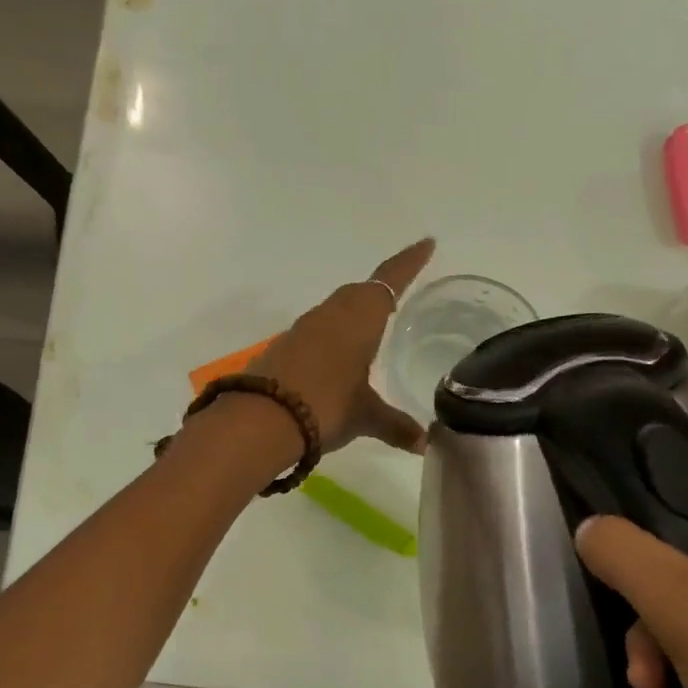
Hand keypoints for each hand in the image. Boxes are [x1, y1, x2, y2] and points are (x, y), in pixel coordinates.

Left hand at [246, 238, 433, 453]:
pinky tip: (336, 359)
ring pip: (335, 310)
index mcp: (360, 318)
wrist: (260, 419)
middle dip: (380, 290)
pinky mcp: (283, 347)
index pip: (390, 281)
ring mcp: (303, 329)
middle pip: (359, 293)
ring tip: (370, 330)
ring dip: (353, 313)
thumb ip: (395, 426)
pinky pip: (316, 331)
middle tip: (399, 295)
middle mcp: (331, 314)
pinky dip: (332, 337)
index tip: (426, 244)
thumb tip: (424, 444)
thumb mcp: (365, 417)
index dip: (409, 263)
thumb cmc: (325, 406)